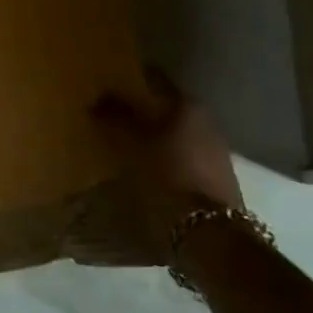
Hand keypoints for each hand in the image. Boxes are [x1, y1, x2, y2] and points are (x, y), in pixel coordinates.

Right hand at [93, 73, 241, 261]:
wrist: (210, 235)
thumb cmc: (167, 176)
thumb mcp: (130, 143)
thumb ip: (113, 116)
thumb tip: (98, 98)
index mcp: (185, 105)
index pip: (154, 78)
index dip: (130, 77)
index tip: (107, 79)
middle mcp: (204, 121)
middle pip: (165, 106)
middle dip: (140, 108)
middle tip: (109, 112)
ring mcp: (214, 150)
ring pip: (174, 131)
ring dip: (152, 133)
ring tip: (122, 141)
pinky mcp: (215, 177)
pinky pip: (181, 154)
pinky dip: (163, 155)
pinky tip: (144, 165)